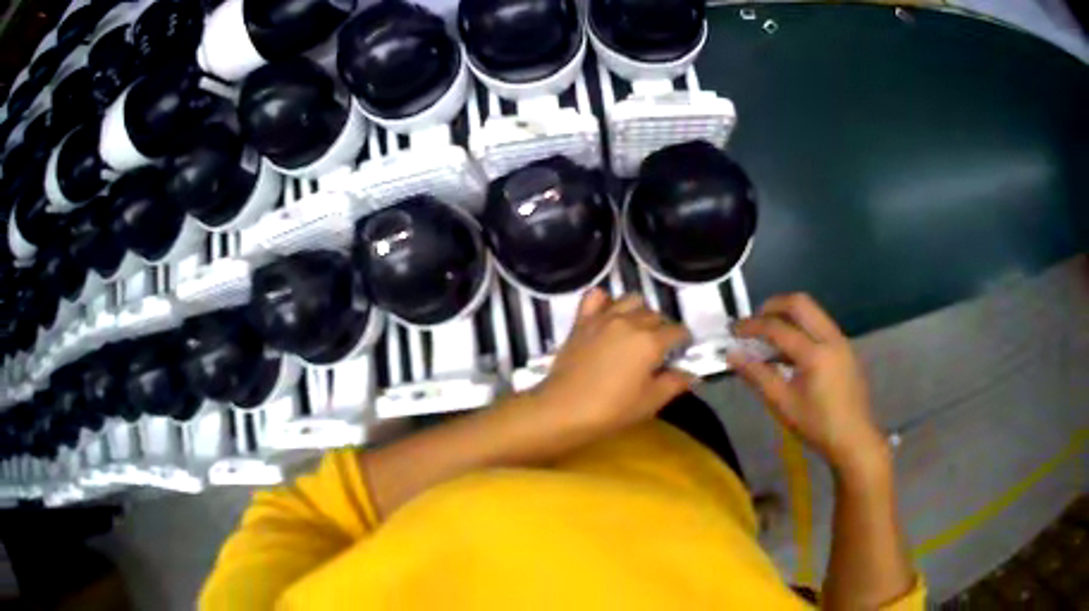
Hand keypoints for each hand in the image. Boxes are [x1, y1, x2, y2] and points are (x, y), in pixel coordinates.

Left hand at [533, 288, 694, 437]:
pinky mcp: (582, 321)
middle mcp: (630, 322)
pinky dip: (605, 300)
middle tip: (658, 348)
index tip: (681, 350)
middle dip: (662, 328)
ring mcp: (603, 318)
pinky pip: (596, 297)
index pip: (677, 331)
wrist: (563, 409)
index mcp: (651, 342)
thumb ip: (674, 383)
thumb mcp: (650, 402)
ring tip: (636, 329)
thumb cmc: (611, 410)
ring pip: (631, 300)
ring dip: (639, 311)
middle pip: (655, 315)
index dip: (683, 340)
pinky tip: (607, 314)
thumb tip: (691, 373)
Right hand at [728, 293, 886, 473]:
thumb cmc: (817, 425)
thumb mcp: (783, 404)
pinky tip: (790, 350)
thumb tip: (732, 355)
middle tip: (754, 322)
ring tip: (769, 335)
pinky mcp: (845, 347)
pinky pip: (819, 324)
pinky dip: (801, 326)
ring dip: (788, 314)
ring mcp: (841, 340)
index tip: (733, 330)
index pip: (777, 327)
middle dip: (772, 306)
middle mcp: (830, 338)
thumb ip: (757, 376)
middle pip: (799, 302)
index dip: (752, 326)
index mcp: (815, 354)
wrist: (855, 438)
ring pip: (812, 311)